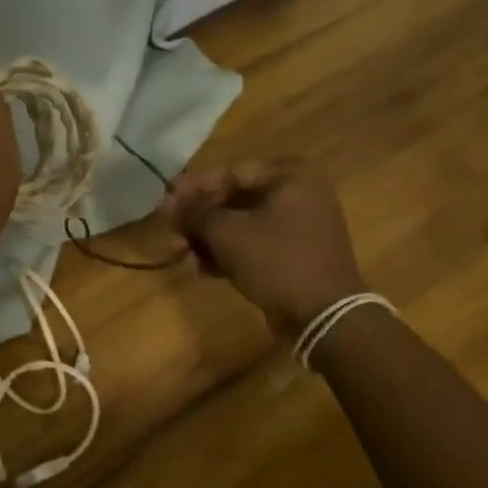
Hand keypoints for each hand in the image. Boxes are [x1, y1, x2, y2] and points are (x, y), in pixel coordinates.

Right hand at [157, 159, 365, 335]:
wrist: (322, 315)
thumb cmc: (276, 260)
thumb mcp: (228, 232)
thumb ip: (195, 212)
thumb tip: (168, 202)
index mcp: (290, 175)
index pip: (230, 172)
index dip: (193, 188)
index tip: (165, 203)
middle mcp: (298, 194)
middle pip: (234, 200)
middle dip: (198, 220)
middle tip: (170, 234)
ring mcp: (298, 226)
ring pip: (241, 226)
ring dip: (207, 240)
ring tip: (178, 257)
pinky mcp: (294, 255)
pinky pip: (253, 246)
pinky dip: (227, 255)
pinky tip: (199, 270)